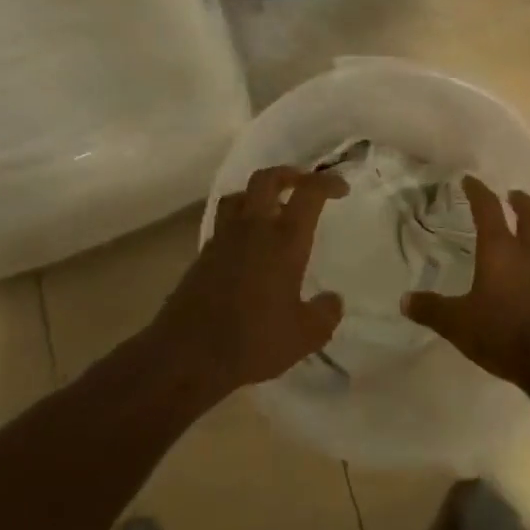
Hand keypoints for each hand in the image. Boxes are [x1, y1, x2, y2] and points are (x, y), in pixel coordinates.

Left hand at [151, 166, 348, 397]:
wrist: (188, 355)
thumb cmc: (253, 342)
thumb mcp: (304, 336)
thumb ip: (325, 314)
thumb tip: (332, 300)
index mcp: (284, 241)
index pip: (308, 193)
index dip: (327, 183)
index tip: (340, 189)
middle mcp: (252, 229)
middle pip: (266, 179)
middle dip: (288, 174)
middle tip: (302, 184)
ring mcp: (223, 239)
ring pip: (239, 196)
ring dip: (258, 194)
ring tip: (271, 209)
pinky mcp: (203, 255)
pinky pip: (224, 224)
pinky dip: (239, 222)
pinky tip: (247, 246)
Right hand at [402, 175, 529, 389]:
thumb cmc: (504, 333)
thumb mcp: (458, 324)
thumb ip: (432, 309)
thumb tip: (405, 300)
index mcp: (500, 249)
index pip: (488, 208)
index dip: (478, 191)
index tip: (469, 180)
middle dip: (520, 201)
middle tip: (511, 195)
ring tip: (529, 231)